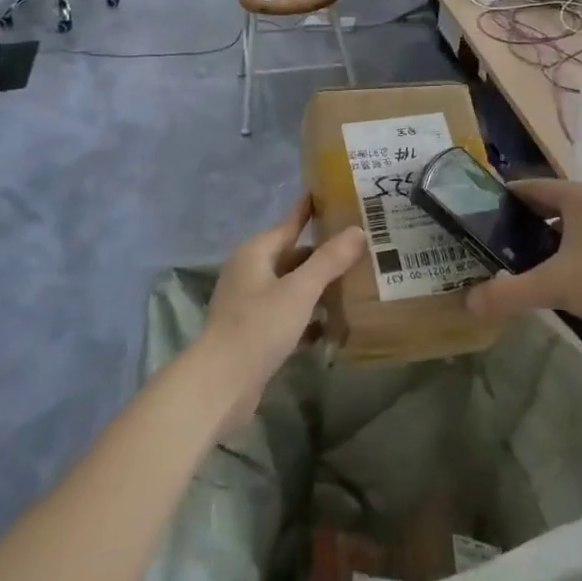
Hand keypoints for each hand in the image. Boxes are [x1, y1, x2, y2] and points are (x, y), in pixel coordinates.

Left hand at [199, 197, 364, 431]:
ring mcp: (251, 304)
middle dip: (325, 255)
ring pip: (292, 287)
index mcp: (256, 252)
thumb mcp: (300, 290)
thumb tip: (358, 230)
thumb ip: (330, 260)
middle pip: (294, 256)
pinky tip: (334, 326)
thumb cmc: (258, 327)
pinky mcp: (255, 333)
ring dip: (319, 288)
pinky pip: (289, 315)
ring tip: (356, 285)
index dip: (311, 210)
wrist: (220, 385)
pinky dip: (309, 317)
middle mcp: (251, 272)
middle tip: (361, 248)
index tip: (334, 195)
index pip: (290, 222)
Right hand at [465, 179, 581, 339]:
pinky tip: (572, 282)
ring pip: (577, 226)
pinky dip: (578, 255)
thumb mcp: (554, 285)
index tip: (482, 217)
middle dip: (527, 225)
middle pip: (554, 206)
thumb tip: (470, 303)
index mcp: (580, 196)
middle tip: (503, 248)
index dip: (505, 200)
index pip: (531, 187)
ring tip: (533, 267)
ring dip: (554, 242)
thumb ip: (510, 293)